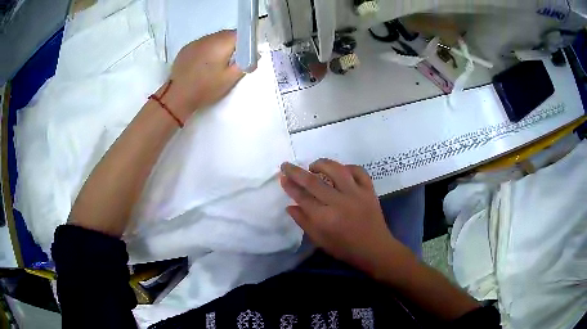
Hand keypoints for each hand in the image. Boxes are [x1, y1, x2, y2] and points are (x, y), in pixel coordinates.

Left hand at [160, 30, 244, 118]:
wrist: (178, 96)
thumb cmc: (206, 88)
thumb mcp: (230, 79)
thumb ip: (245, 64)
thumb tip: (254, 54)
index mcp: (221, 43)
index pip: (240, 34)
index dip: (245, 43)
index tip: (244, 55)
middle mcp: (209, 38)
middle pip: (226, 35)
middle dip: (232, 45)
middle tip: (231, 62)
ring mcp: (195, 42)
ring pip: (213, 39)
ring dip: (218, 47)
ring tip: (215, 64)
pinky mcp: (186, 48)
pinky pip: (202, 44)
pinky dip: (206, 50)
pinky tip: (203, 64)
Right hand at [280, 159, 400, 273]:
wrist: (375, 249)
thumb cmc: (345, 248)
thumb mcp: (320, 241)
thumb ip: (304, 222)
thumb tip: (289, 206)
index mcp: (325, 218)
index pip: (302, 198)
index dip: (290, 186)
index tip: (282, 177)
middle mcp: (339, 202)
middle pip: (314, 182)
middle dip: (296, 172)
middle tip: (287, 165)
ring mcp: (356, 194)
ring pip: (337, 170)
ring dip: (322, 164)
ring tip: (313, 166)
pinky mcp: (369, 190)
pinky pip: (358, 171)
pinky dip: (348, 167)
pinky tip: (340, 171)